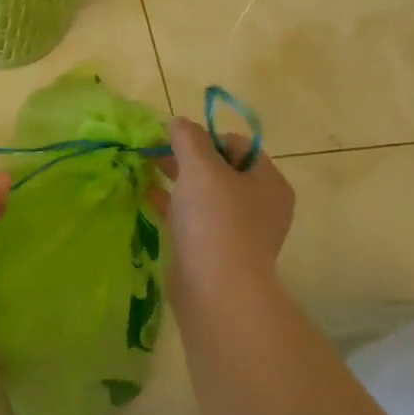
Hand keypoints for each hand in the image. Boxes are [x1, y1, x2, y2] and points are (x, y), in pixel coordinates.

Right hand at [154, 118, 295, 304]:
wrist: (216, 292)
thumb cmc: (215, 222)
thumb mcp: (200, 169)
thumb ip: (188, 139)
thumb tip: (178, 122)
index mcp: (268, 182)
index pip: (237, 145)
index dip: (205, 138)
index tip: (175, 143)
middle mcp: (260, 205)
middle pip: (220, 169)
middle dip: (186, 158)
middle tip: (153, 153)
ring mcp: (238, 231)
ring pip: (205, 195)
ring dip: (177, 180)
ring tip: (145, 170)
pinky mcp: (215, 251)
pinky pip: (193, 219)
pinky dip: (172, 205)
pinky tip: (146, 196)